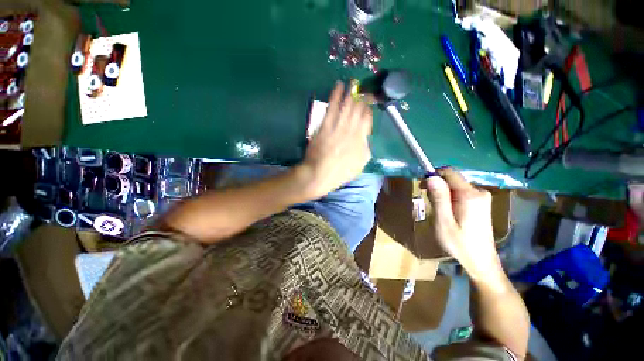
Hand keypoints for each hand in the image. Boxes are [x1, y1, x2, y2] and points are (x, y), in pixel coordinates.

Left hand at [297, 81, 372, 198]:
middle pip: (358, 109)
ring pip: (347, 105)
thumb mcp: (359, 165)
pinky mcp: (325, 125)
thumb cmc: (339, 173)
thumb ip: (365, 150)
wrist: (319, 174)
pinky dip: (336, 95)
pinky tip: (339, 86)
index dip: (368, 110)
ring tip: (353, 82)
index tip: (367, 106)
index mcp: (361, 140)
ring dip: (350, 92)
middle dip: (362, 98)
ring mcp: (338, 126)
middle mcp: (351, 130)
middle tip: (363, 90)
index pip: (367, 119)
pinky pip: (332, 107)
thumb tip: (366, 139)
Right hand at [424, 169, 501, 280]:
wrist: (481, 261)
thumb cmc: (459, 243)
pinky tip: (448, 211)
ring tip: (437, 209)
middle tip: (429, 201)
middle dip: (437, 186)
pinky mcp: (481, 203)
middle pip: (452, 179)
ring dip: (442, 193)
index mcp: (470, 195)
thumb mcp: (443, 221)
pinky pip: (461, 192)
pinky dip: (450, 197)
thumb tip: (431, 177)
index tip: (422, 186)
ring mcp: (482, 197)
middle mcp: (479, 192)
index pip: (449, 172)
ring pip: (455, 186)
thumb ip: (439, 198)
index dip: (433, 175)